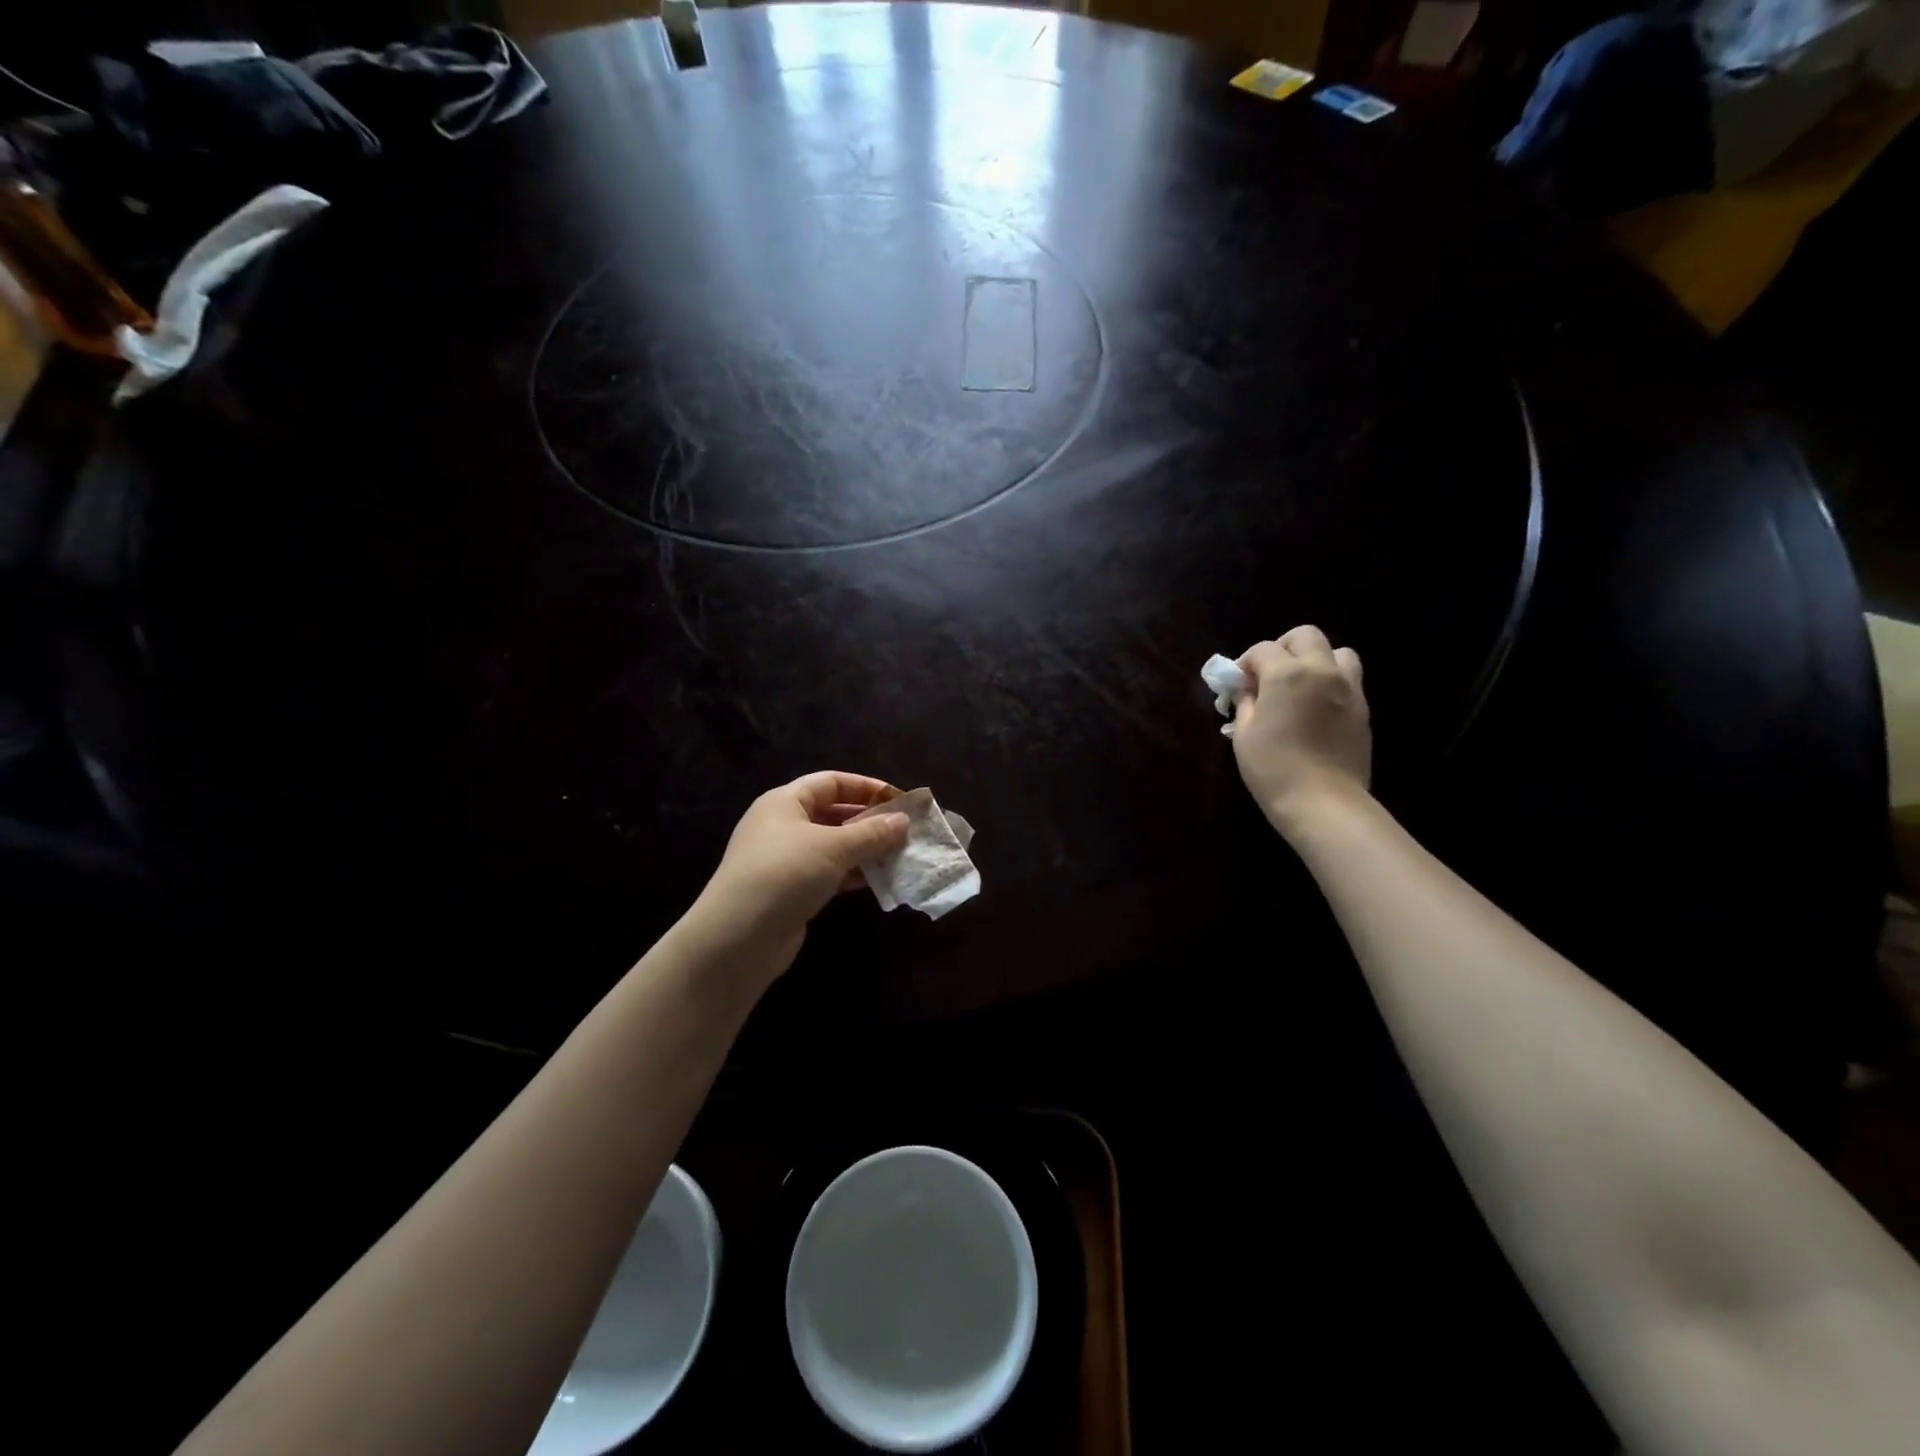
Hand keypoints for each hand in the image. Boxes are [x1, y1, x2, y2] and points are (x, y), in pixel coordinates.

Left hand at [691, 771, 909, 976]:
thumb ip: (871, 833)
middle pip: (834, 813)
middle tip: (906, 831)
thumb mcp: (832, 847)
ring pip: (834, 846)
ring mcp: (786, 860)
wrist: (737, 939)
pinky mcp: (792, 891)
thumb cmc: (784, 874)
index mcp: (784, 802)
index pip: (831, 782)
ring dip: (866, 850)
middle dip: (870, 821)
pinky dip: (853, 874)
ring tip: (900, 855)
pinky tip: (880, 880)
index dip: (866, 787)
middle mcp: (783, 826)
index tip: (900, 800)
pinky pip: (830, 873)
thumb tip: (904, 820)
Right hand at [1232, 626, 1371, 834]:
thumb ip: (1246, 702)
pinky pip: (1349, 679)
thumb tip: (1247, 689)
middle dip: (1282, 648)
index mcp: (1286, 674)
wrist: (1323, 802)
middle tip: (1268, 675)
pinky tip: (1315, 708)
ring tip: (1300, 685)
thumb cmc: (1273, 768)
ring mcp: (1348, 688)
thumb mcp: (1244, 734)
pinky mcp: (1363, 708)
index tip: (1237, 683)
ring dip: (1315, 659)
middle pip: (1305, 636)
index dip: (1245, 663)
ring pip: (1337, 652)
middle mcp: (1321, 670)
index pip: (1263, 649)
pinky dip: (1331, 682)